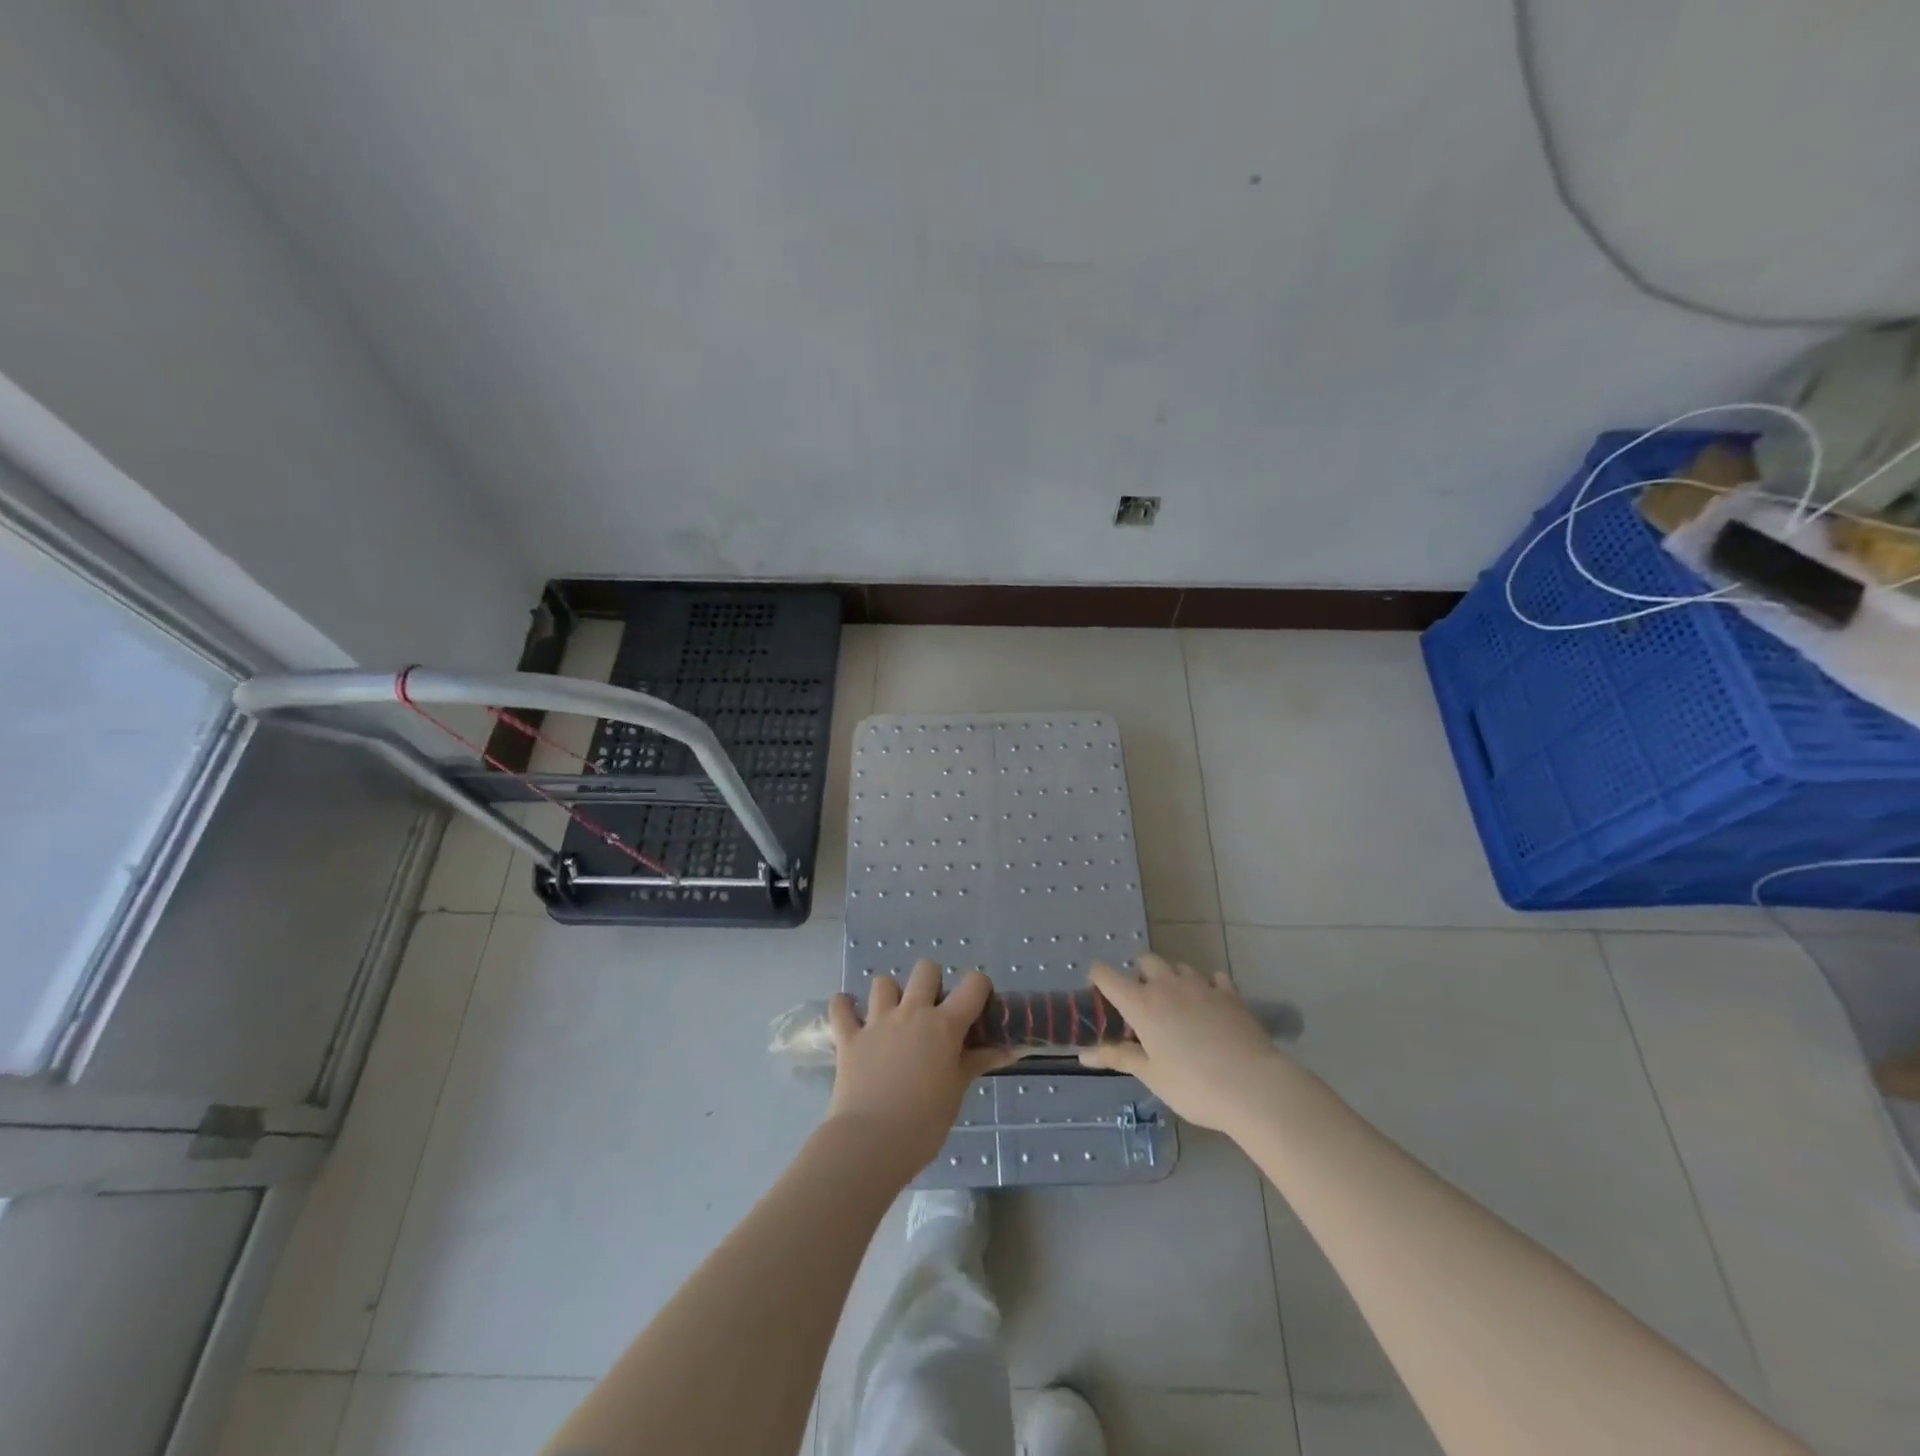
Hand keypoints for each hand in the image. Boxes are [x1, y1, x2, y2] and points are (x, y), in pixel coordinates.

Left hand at [826, 962, 1010, 1173]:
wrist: (871, 1142)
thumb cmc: (924, 1122)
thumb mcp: (957, 1091)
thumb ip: (978, 1062)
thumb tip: (1009, 1050)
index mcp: (944, 1024)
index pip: (973, 984)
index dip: (980, 988)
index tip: (978, 1007)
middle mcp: (911, 1012)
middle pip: (925, 969)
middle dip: (932, 982)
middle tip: (932, 1012)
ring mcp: (877, 1022)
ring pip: (883, 982)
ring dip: (889, 994)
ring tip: (892, 1017)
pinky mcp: (849, 1037)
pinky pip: (841, 1007)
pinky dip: (844, 1006)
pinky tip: (850, 1015)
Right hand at [1079, 954, 1286, 1132]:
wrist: (1254, 1087)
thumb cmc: (1193, 1085)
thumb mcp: (1151, 1075)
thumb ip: (1118, 1057)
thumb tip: (1083, 1054)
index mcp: (1141, 1003)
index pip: (1106, 975)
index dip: (1097, 978)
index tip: (1098, 992)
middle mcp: (1167, 985)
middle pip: (1146, 961)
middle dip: (1140, 974)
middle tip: (1144, 1004)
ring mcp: (1201, 985)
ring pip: (1179, 967)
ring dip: (1172, 978)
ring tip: (1177, 1005)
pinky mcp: (1229, 993)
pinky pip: (1213, 978)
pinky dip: (1207, 986)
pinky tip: (1210, 1006)